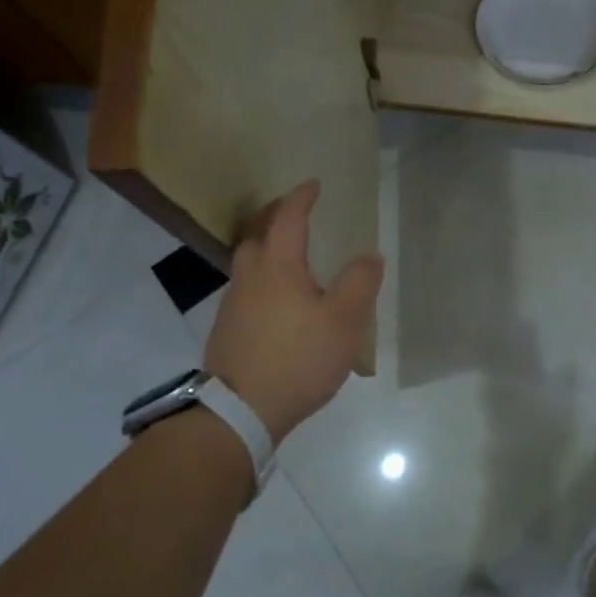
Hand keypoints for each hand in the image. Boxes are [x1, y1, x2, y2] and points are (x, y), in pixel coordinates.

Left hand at [203, 180, 384, 443]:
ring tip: (289, 259)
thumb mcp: (344, 321)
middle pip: (257, 235)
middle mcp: (250, 278)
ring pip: (248, 264)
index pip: (289, 219)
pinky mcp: (226, 332)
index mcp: (279, 267)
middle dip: (275, 219)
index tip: (313, 185)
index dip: (301, 199)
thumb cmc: (298, 358)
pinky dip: (262, 282)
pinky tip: (277, 303)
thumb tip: (369, 255)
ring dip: (266, 251)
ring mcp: (232, 305)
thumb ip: (360, 283)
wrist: (240, 411)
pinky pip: (246, 291)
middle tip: (295, 216)